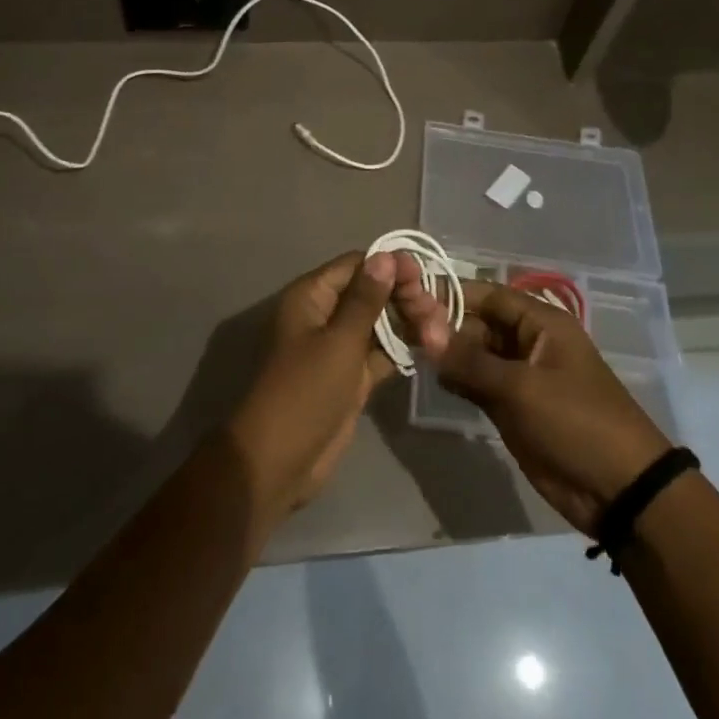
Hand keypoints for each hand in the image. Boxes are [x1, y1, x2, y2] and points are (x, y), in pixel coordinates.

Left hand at [227, 251, 450, 521]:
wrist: (278, 463)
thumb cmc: (305, 392)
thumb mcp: (339, 341)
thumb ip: (366, 299)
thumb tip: (386, 255)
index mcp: (312, 296)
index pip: (357, 264)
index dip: (391, 266)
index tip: (424, 279)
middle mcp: (325, 314)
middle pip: (372, 291)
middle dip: (404, 297)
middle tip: (434, 314)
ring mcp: (339, 346)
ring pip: (380, 322)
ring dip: (408, 322)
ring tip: (439, 332)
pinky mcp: (351, 376)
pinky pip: (381, 352)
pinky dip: (402, 348)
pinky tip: (431, 347)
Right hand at [428, 281, 670, 534]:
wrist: (621, 490)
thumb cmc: (575, 422)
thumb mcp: (521, 389)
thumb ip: (470, 361)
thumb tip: (424, 332)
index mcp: (541, 323)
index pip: (488, 295)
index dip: (452, 294)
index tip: (410, 296)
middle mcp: (529, 342)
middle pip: (480, 323)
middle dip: (445, 325)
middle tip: (401, 327)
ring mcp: (522, 376)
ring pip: (477, 354)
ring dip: (449, 354)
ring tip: (408, 348)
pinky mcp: (516, 407)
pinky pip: (481, 383)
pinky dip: (459, 380)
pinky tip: (433, 378)